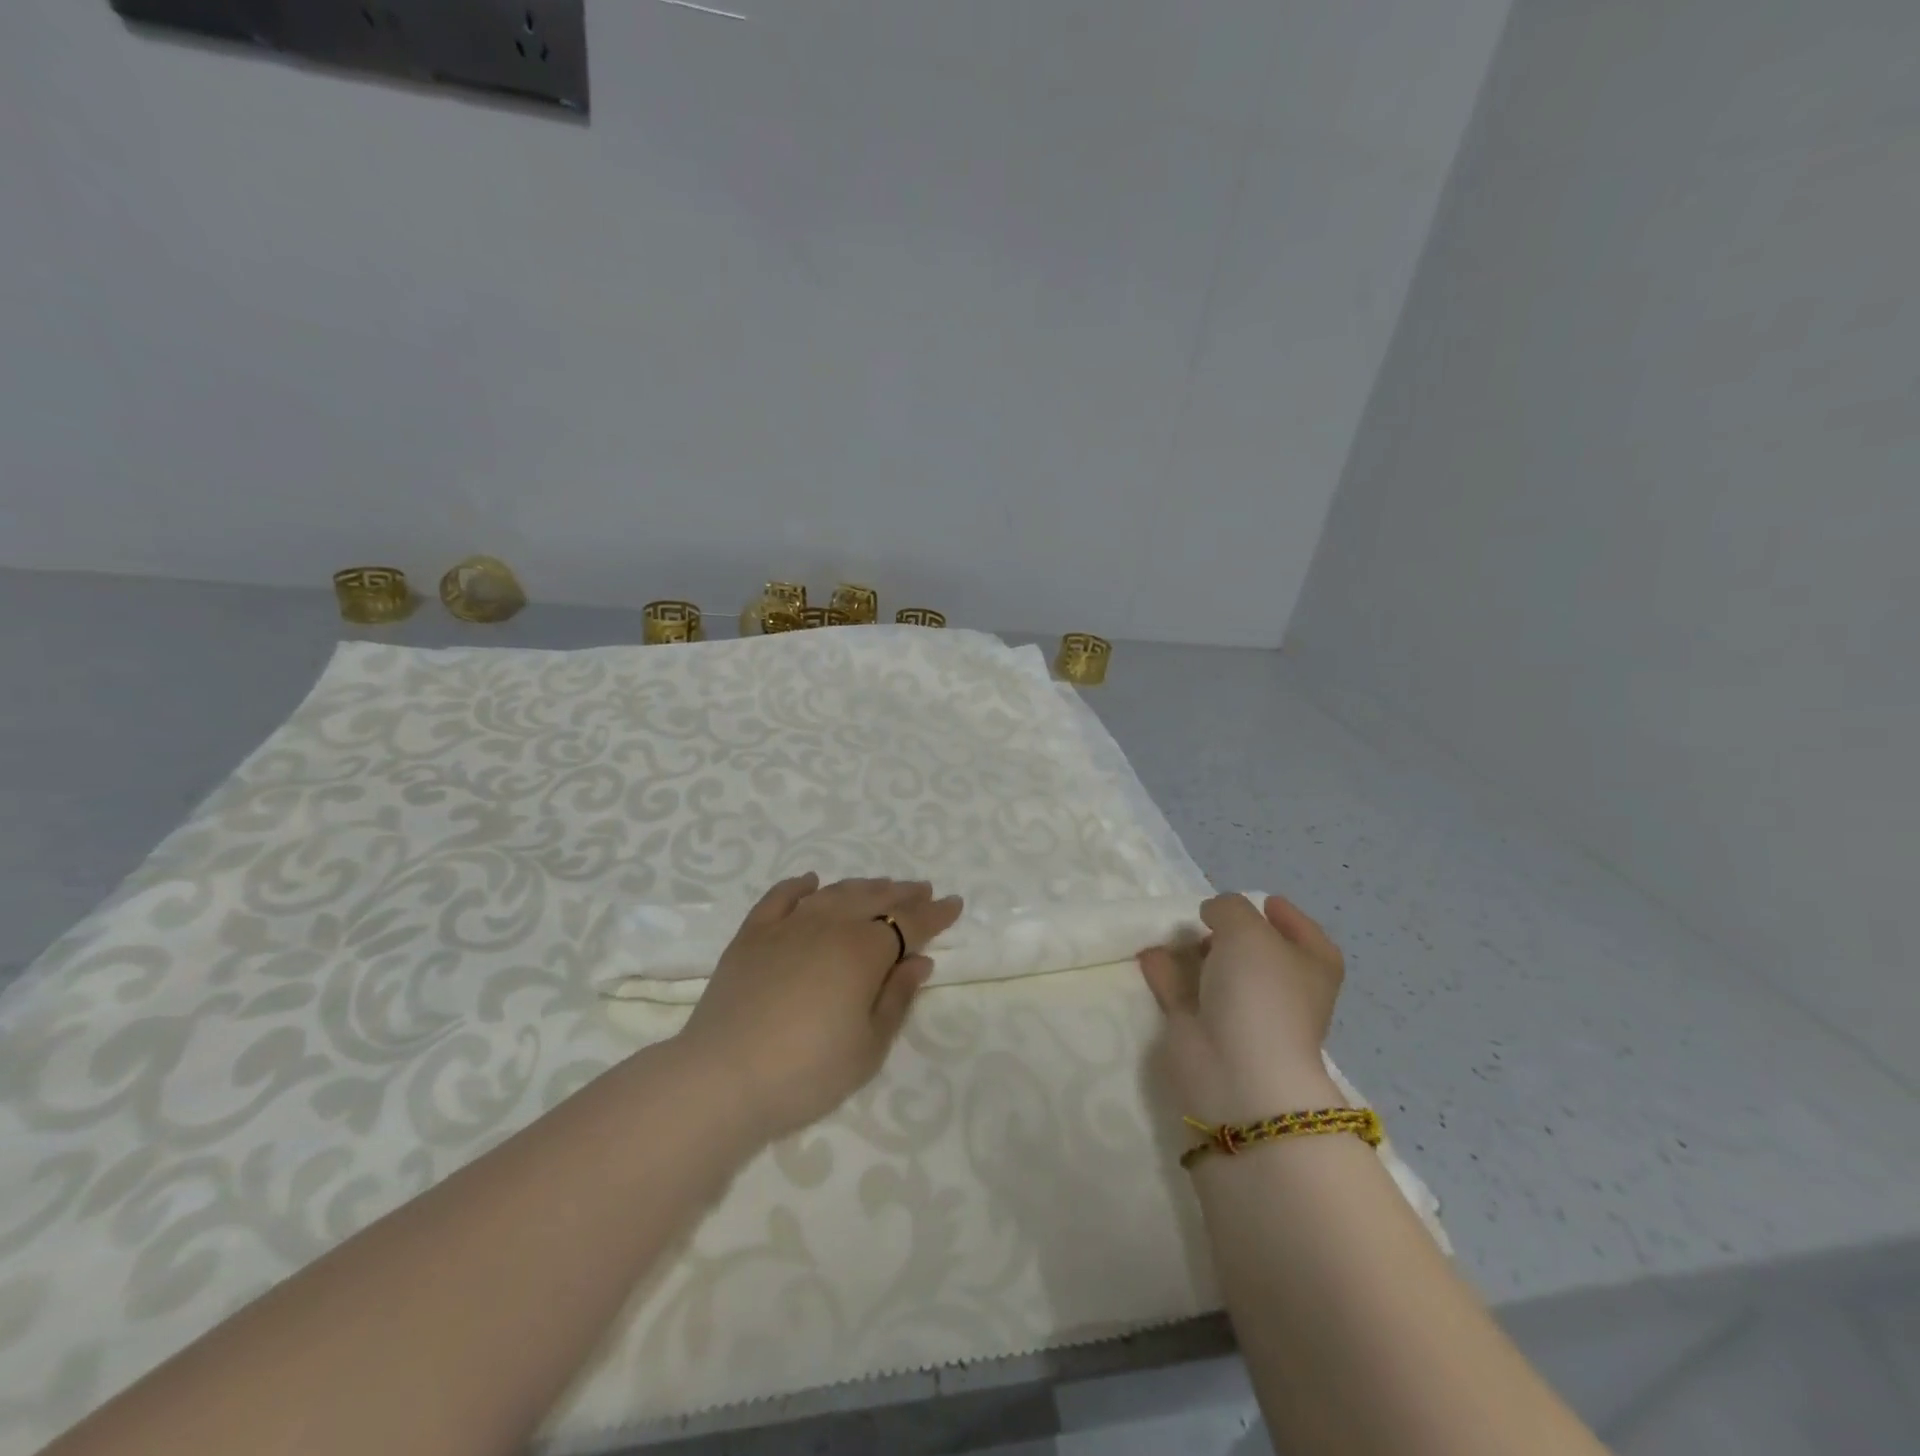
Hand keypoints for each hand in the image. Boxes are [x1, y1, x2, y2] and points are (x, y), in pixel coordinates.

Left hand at [677, 874, 964, 1144]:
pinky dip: (799, 886)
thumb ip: (896, 998)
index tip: (954, 904)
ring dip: (862, 886)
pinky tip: (810, 881)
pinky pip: (780, 898)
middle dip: (903, 894)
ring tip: (881, 885)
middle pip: (874, 899)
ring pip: (833, 894)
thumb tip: (919, 960)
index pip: (909, 924)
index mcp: (863, 951)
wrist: (721, 1079)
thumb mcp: (868, 1047)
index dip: (935, 914)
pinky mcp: (751, 935)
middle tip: (923, 890)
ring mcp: (787, 926)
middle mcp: (829, 926)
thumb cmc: (806, 1071)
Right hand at [1137, 893, 1346, 1124]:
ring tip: (1170, 927)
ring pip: (1216, 971)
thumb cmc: (1260, 991)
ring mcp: (1241, 1012)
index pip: (1305, 934)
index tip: (1263, 901)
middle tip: (1205, 914)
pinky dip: (1166, 971)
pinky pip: (1181, 989)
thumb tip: (1213, 914)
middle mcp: (1280, 990)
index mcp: (1310, 968)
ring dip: (1194, 951)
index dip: (1286, 916)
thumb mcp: (1247, 928)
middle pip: (1256, 953)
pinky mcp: (1203, 1028)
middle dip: (1231, 933)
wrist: (1237, 1069)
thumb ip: (1228, 907)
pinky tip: (1147, 952)